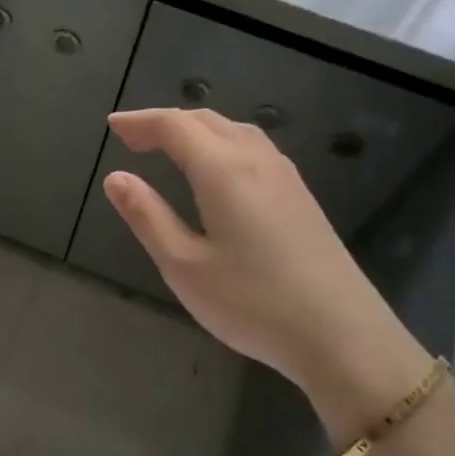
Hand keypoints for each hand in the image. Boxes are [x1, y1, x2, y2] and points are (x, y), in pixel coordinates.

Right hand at [102, 107, 428, 425]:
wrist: (341, 335)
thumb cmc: (252, 302)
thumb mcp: (184, 265)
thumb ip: (147, 216)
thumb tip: (116, 178)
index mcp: (223, 170)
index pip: (174, 126)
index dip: (141, 121)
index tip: (113, 125)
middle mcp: (256, 159)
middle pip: (206, 121)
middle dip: (165, 122)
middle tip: (132, 137)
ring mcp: (285, 176)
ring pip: (234, 131)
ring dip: (196, 129)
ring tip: (168, 146)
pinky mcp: (301, 196)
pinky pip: (253, 148)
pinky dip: (221, 143)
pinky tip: (216, 169)